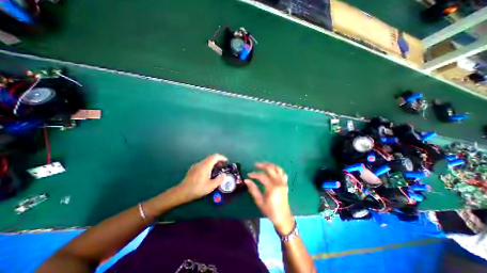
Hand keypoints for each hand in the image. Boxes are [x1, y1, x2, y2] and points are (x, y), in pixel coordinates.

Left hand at [175, 153, 227, 204]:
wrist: (181, 192)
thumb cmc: (197, 188)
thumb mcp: (210, 186)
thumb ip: (219, 180)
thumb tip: (223, 175)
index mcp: (206, 165)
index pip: (215, 156)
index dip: (222, 157)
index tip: (226, 162)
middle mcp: (201, 163)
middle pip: (211, 157)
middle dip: (218, 160)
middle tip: (222, 167)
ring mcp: (196, 165)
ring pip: (207, 160)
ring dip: (213, 163)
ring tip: (217, 170)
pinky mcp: (193, 168)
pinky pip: (203, 164)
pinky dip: (208, 165)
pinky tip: (208, 173)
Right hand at [246, 162, 294, 233]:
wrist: (283, 217)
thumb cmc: (270, 211)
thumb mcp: (260, 201)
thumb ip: (253, 189)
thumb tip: (246, 180)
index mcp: (272, 187)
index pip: (262, 176)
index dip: (254, 174)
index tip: (249, 174)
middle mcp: (279, 182)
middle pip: (270, 169)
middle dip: (262, 165)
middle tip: (255, 165)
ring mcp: (283, 182)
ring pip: (277, 168)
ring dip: (270, 165)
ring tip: (263, 164)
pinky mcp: (285, 183)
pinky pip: (282, 173)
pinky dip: (277, 169)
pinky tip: (272, 170)